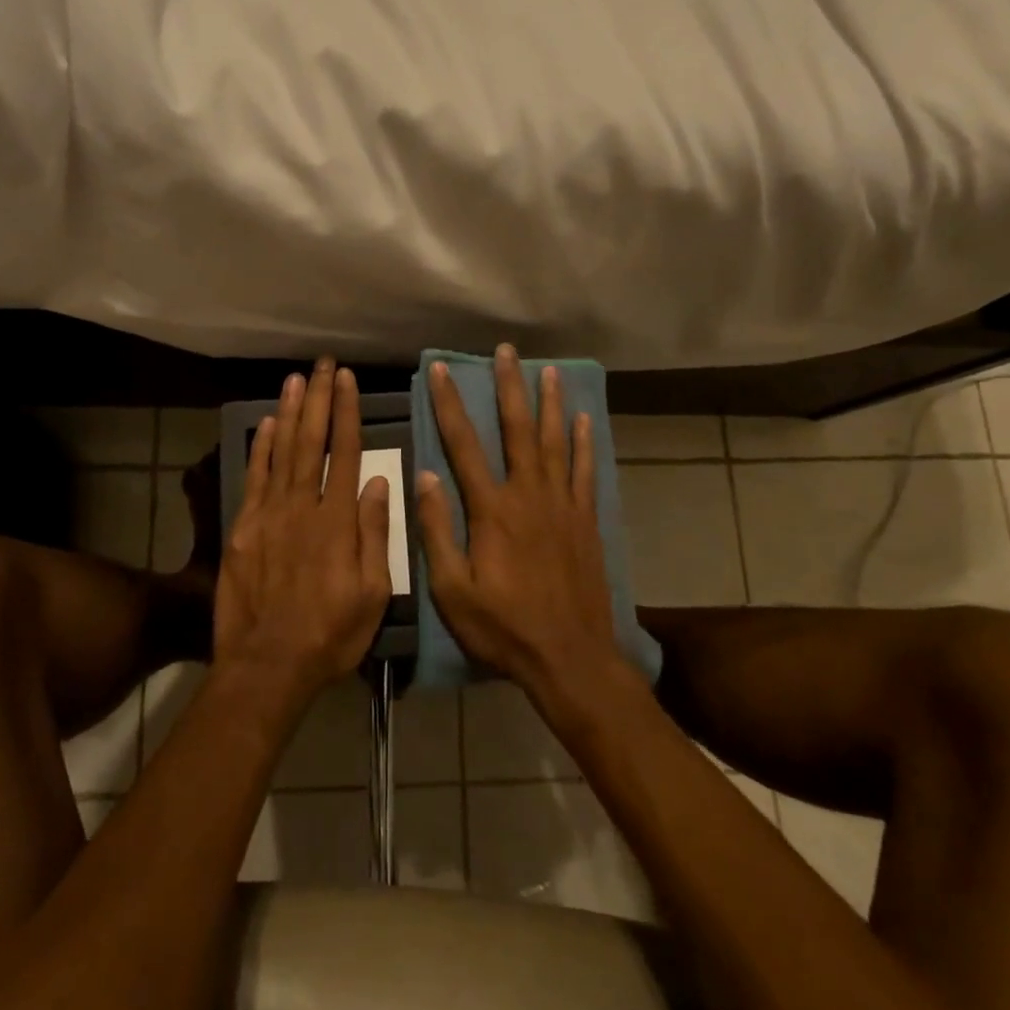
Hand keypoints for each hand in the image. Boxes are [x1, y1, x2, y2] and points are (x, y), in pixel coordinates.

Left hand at [213, 360, 392, 709]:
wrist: (268, 664)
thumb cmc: (330, 633)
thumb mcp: (372, 592)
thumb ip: (375, 534)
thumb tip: (381, 483)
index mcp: (338, 520)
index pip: (347, 453)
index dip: (347, 413)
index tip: (347, 380)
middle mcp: (303, 506)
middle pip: (312, 441)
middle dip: (319, 399)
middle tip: (323, 364)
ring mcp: (269, 515)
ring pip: (282, 452)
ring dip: (290, 412)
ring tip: (296, 378)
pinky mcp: (244, 528)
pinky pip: (254, 478)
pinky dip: (261, 448)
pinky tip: (267, 424)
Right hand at [416, 345, 632, 698]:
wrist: (570, 657)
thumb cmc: (503, 627)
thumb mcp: (453, 590)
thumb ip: (437, 530)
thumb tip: (424, 476)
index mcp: (492, 510)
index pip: (464, 445)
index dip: (449, 404)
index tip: (440, 369)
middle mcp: (529, 495)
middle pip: (517, 430)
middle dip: (509, 387)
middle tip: (506, 352)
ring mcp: (562, 505)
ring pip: (554, 442)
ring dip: (549, 404)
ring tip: (547, 370)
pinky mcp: (585, 521)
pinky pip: (584, 471)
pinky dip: (583, 443)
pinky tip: (583, 420)